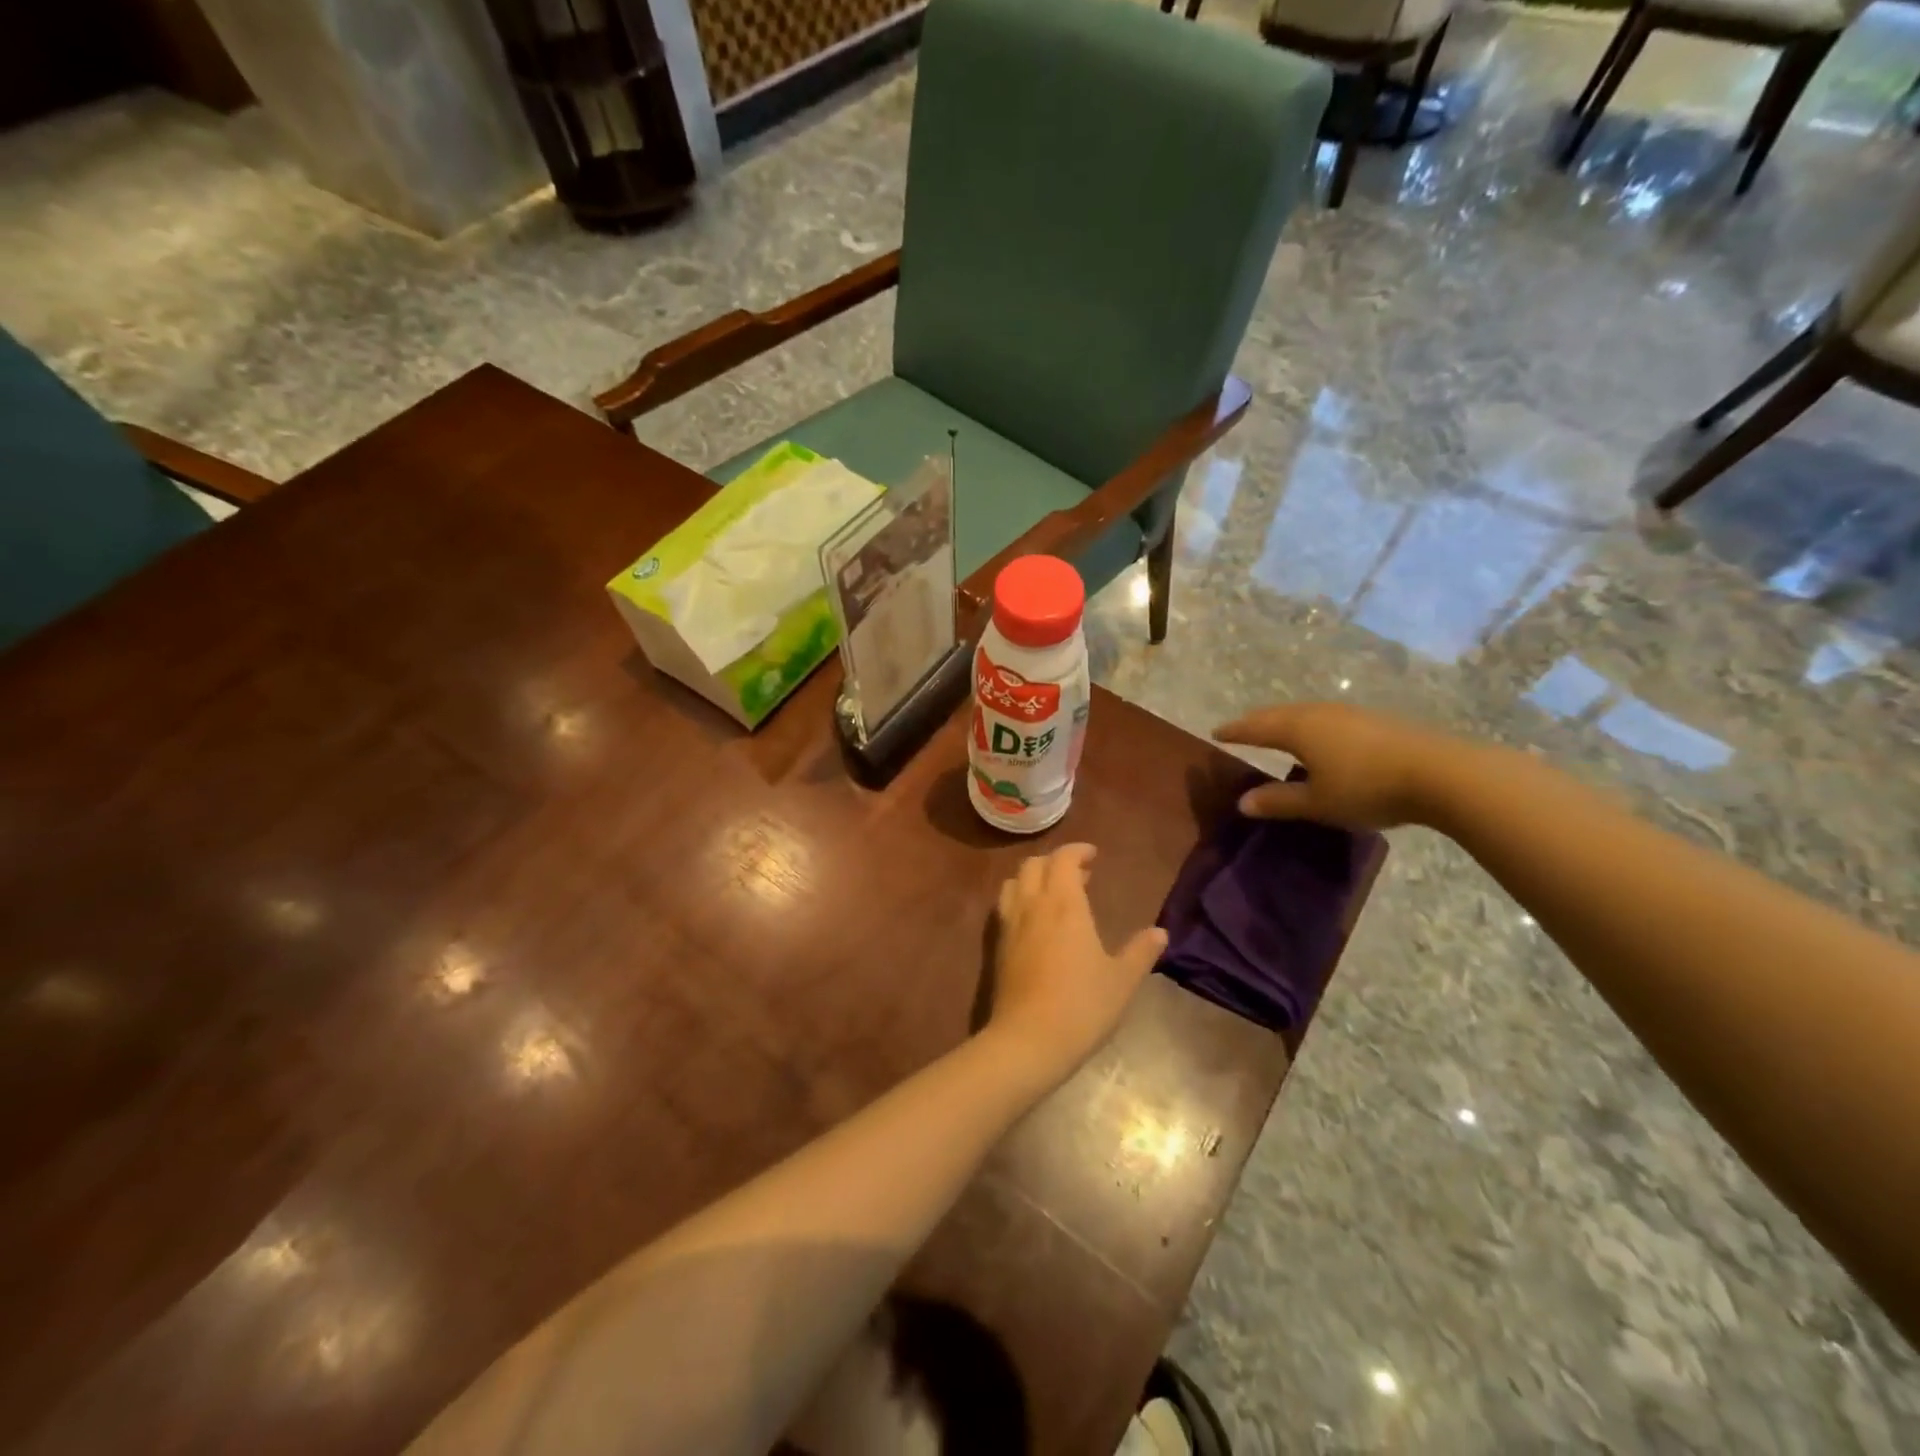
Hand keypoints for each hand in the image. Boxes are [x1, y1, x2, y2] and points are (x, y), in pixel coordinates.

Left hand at [989, 844, 1166, 1080]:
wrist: (1028, 1040)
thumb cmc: (1082, 1006)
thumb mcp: (1122, 980)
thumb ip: (1140, 952)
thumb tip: (1160, 933)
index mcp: (1064, 904)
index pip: (1063, 859)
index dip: (1077, 851)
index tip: (1093, 855)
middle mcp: (1033, 905)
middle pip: (1034, 864)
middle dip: (1055, 861)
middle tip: (1079, 875)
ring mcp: (1010, 924)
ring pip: (1014, 882)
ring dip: (1033, 877)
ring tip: (1054, 893)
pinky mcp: (997, 945)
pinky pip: (1005, 905)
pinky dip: (1019, 898)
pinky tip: (1035, 921)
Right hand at [1212, 702, 1456, 829]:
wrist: (1442, 773)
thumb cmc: (1367, 788)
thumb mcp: (1317, 803)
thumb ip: (1279, 801)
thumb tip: (1243, 802)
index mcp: (1298, 729)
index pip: (1256, 727)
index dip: (1235, 731)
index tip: (1216, 733)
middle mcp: (1320, 713)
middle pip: (1279, 714)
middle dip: (1258, 722)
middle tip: (1242, 729)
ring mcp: (1351, 714)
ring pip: (1306, 714)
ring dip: (1286, 722)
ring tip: (1278, 733)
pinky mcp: (1376, 722)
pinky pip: (1329, 719)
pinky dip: (1312, 727)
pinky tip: (1321, 740)